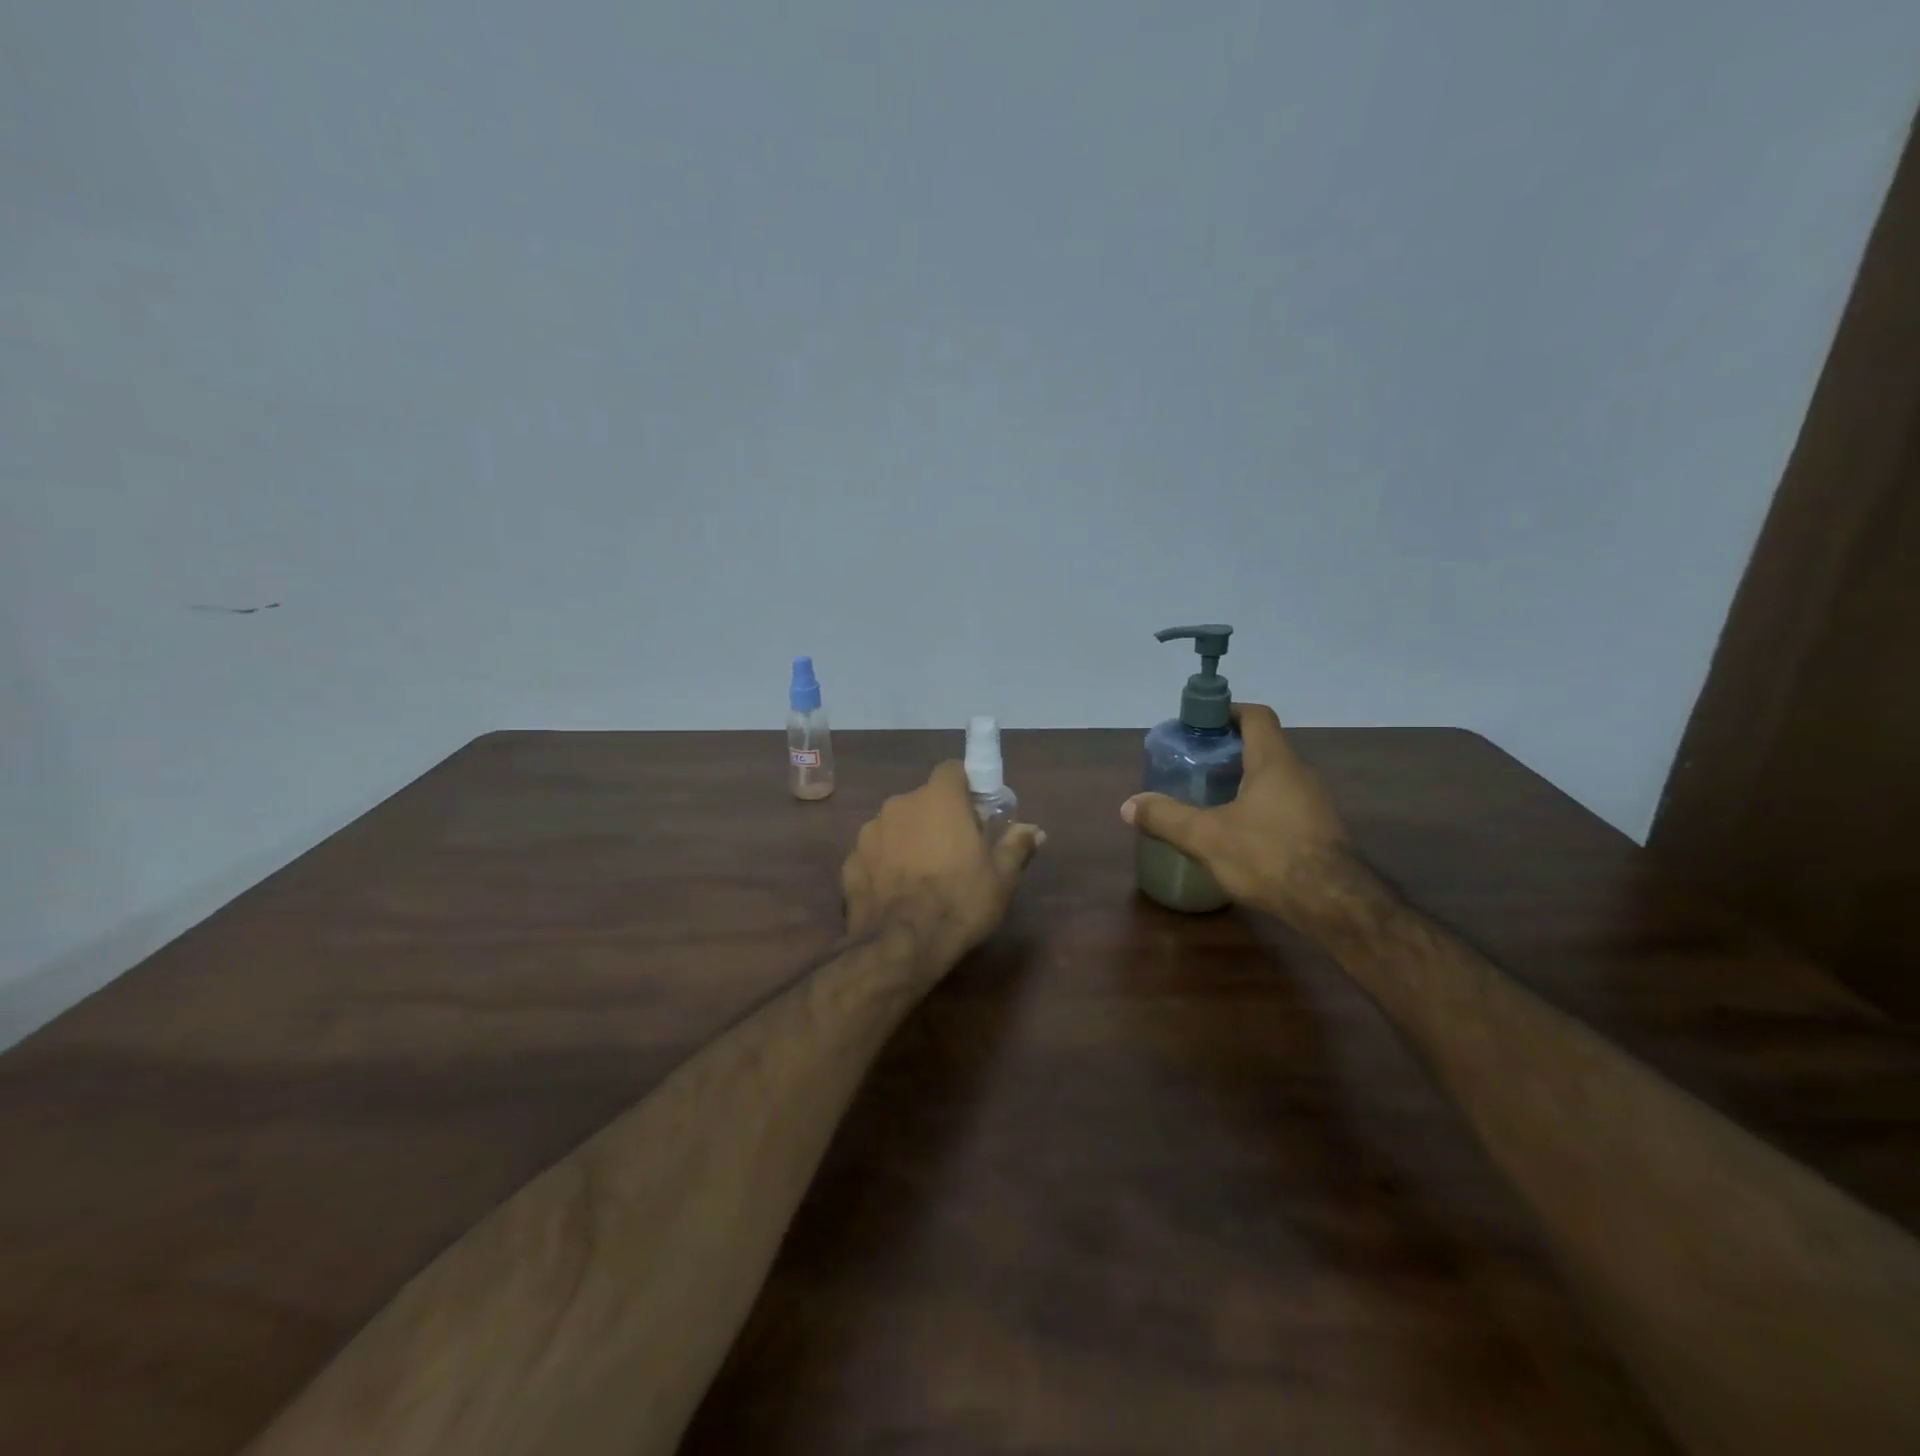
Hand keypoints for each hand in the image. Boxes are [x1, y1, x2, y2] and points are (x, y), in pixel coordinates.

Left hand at [842, 761, 1044, 968]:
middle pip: (924, 800)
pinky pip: (875, 853)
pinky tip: (897, 892)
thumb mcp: (1002, 878)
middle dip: (938, 818)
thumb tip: (1034, 830)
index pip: (952, 770)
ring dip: (910, 839)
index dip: (966, 787)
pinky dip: (885, 864)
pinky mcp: (850, 860)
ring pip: (897, 825)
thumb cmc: (960, 902)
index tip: (977, 813)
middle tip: (956, 850)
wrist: (900, 946)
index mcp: (939, 798)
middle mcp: (900, 804)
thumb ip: (1016, 845)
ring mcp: (869, 832)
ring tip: (923, 875)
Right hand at [1120, 703, 1357, 925]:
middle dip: (1230, 751)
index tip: (1203, 723)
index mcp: (1274, 761)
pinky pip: (1286, 805)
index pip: (1256, 716)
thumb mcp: (1206, 837)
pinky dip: (1261, 808)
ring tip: (1213, 799)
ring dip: (1246, 781)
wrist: (1334, 904)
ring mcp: (1315, 803)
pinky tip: (1240, 834)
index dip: (1229, 712)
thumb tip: (1128, 805)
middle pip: (1264, 747)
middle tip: (1197, 765)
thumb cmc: (1268, 855)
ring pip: (1276, 779)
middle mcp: (1300, 773)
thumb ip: (1166, 818)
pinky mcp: (1320, 831)